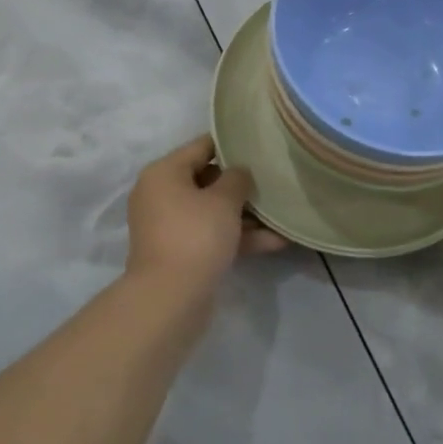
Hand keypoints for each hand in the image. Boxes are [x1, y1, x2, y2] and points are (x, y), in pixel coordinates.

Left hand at [126, 135, 285, 294]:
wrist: (169, 299)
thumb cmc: (195, 235)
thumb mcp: (223, 200)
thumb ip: (237, 178)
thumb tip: (239, 172)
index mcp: (164, 172)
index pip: (202, 146)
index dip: (232, 144)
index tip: (259, 145)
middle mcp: (161, 194)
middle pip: (207, 179)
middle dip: (241, 184)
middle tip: (273, 180)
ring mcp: (169, 226)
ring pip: (212, 211)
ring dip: (245, 214)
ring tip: (281, 213)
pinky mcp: (180, 252)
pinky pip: (211, 235)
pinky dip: (238, 237)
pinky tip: (275, 241)